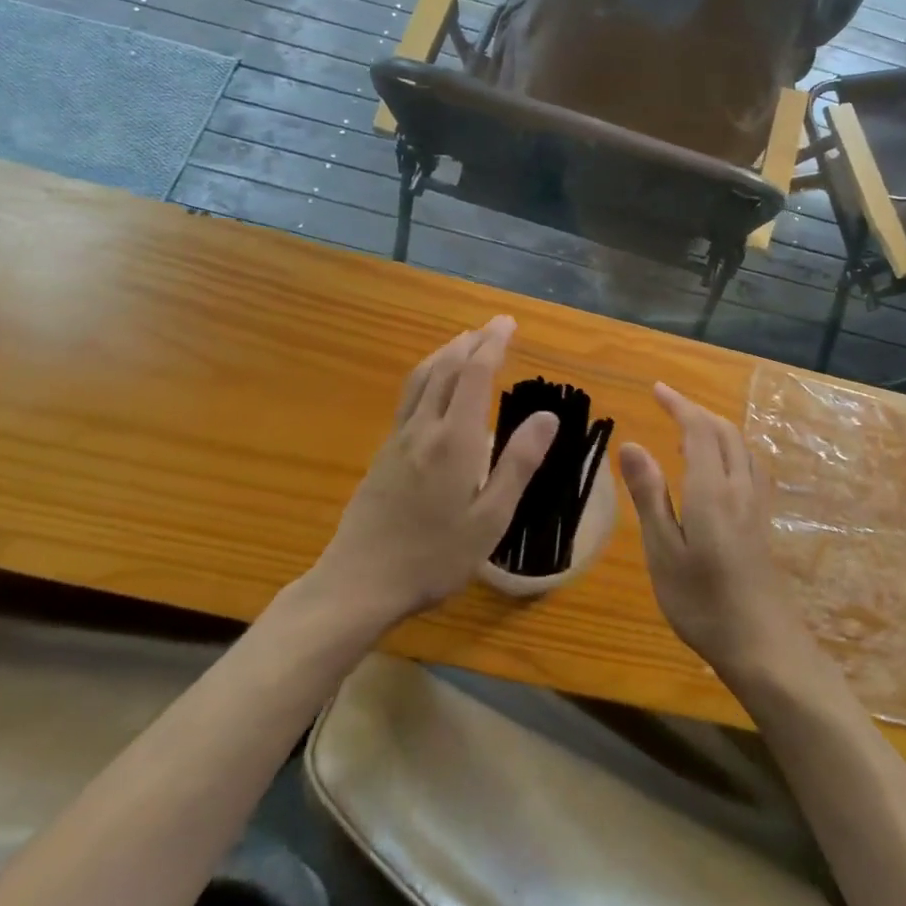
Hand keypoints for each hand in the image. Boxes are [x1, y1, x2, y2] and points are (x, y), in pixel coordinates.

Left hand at [302, 316, 556, 631]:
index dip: (492, 344)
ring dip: (444, 353)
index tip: (507, 323)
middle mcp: (424, 428)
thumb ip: (518, 463)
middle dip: (471, 341)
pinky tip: (432, 387)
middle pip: (445, 368)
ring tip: (463, 341)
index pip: (475, 374)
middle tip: (492, 326)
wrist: (359, 582)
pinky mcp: (383, 453)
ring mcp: (398, 439)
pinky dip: (427, 375)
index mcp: (455, 439)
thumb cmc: (434, 555)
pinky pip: (408, 397)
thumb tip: (547, 416)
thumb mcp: (490, 517)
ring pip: (421, 379)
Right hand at [617, 383, 812, 682]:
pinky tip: (720, 470)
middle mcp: (740, 487)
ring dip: (716, 429)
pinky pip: (749, 467)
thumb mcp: (663, 551)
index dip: (679, 405)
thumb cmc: (702, 602)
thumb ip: (649, 495)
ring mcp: (757, 505)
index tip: (656, 389)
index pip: (699, 430)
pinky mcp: (763, 523)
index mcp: (713, 489)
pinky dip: (731, 450)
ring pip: (741, 448)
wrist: (763, 645)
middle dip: (697, 412)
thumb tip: (632, 444)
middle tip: (668, 405)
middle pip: (725, 432)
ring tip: (689, 432)